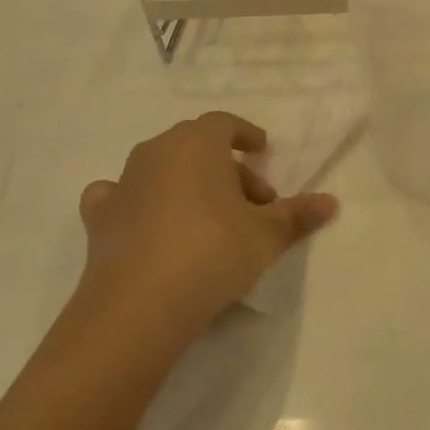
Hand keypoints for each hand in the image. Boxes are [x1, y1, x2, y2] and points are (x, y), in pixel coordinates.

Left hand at [76, 113, 337, 338]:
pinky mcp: (99, 217)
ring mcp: (123, 182)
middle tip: (250, 203)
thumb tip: (331, 202)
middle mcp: (157, 152)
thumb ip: (297, 215)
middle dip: (225, 168)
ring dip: (185, 183)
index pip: (224, 123)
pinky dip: (136, 202)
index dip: (245, 134)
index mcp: (197, 144)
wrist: (138, 306)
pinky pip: (120, 196)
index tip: (262, 151)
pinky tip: (147, 224)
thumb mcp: (266, 236)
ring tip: (207, 218)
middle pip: (196, 146)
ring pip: (161, 168)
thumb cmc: (212, 254)